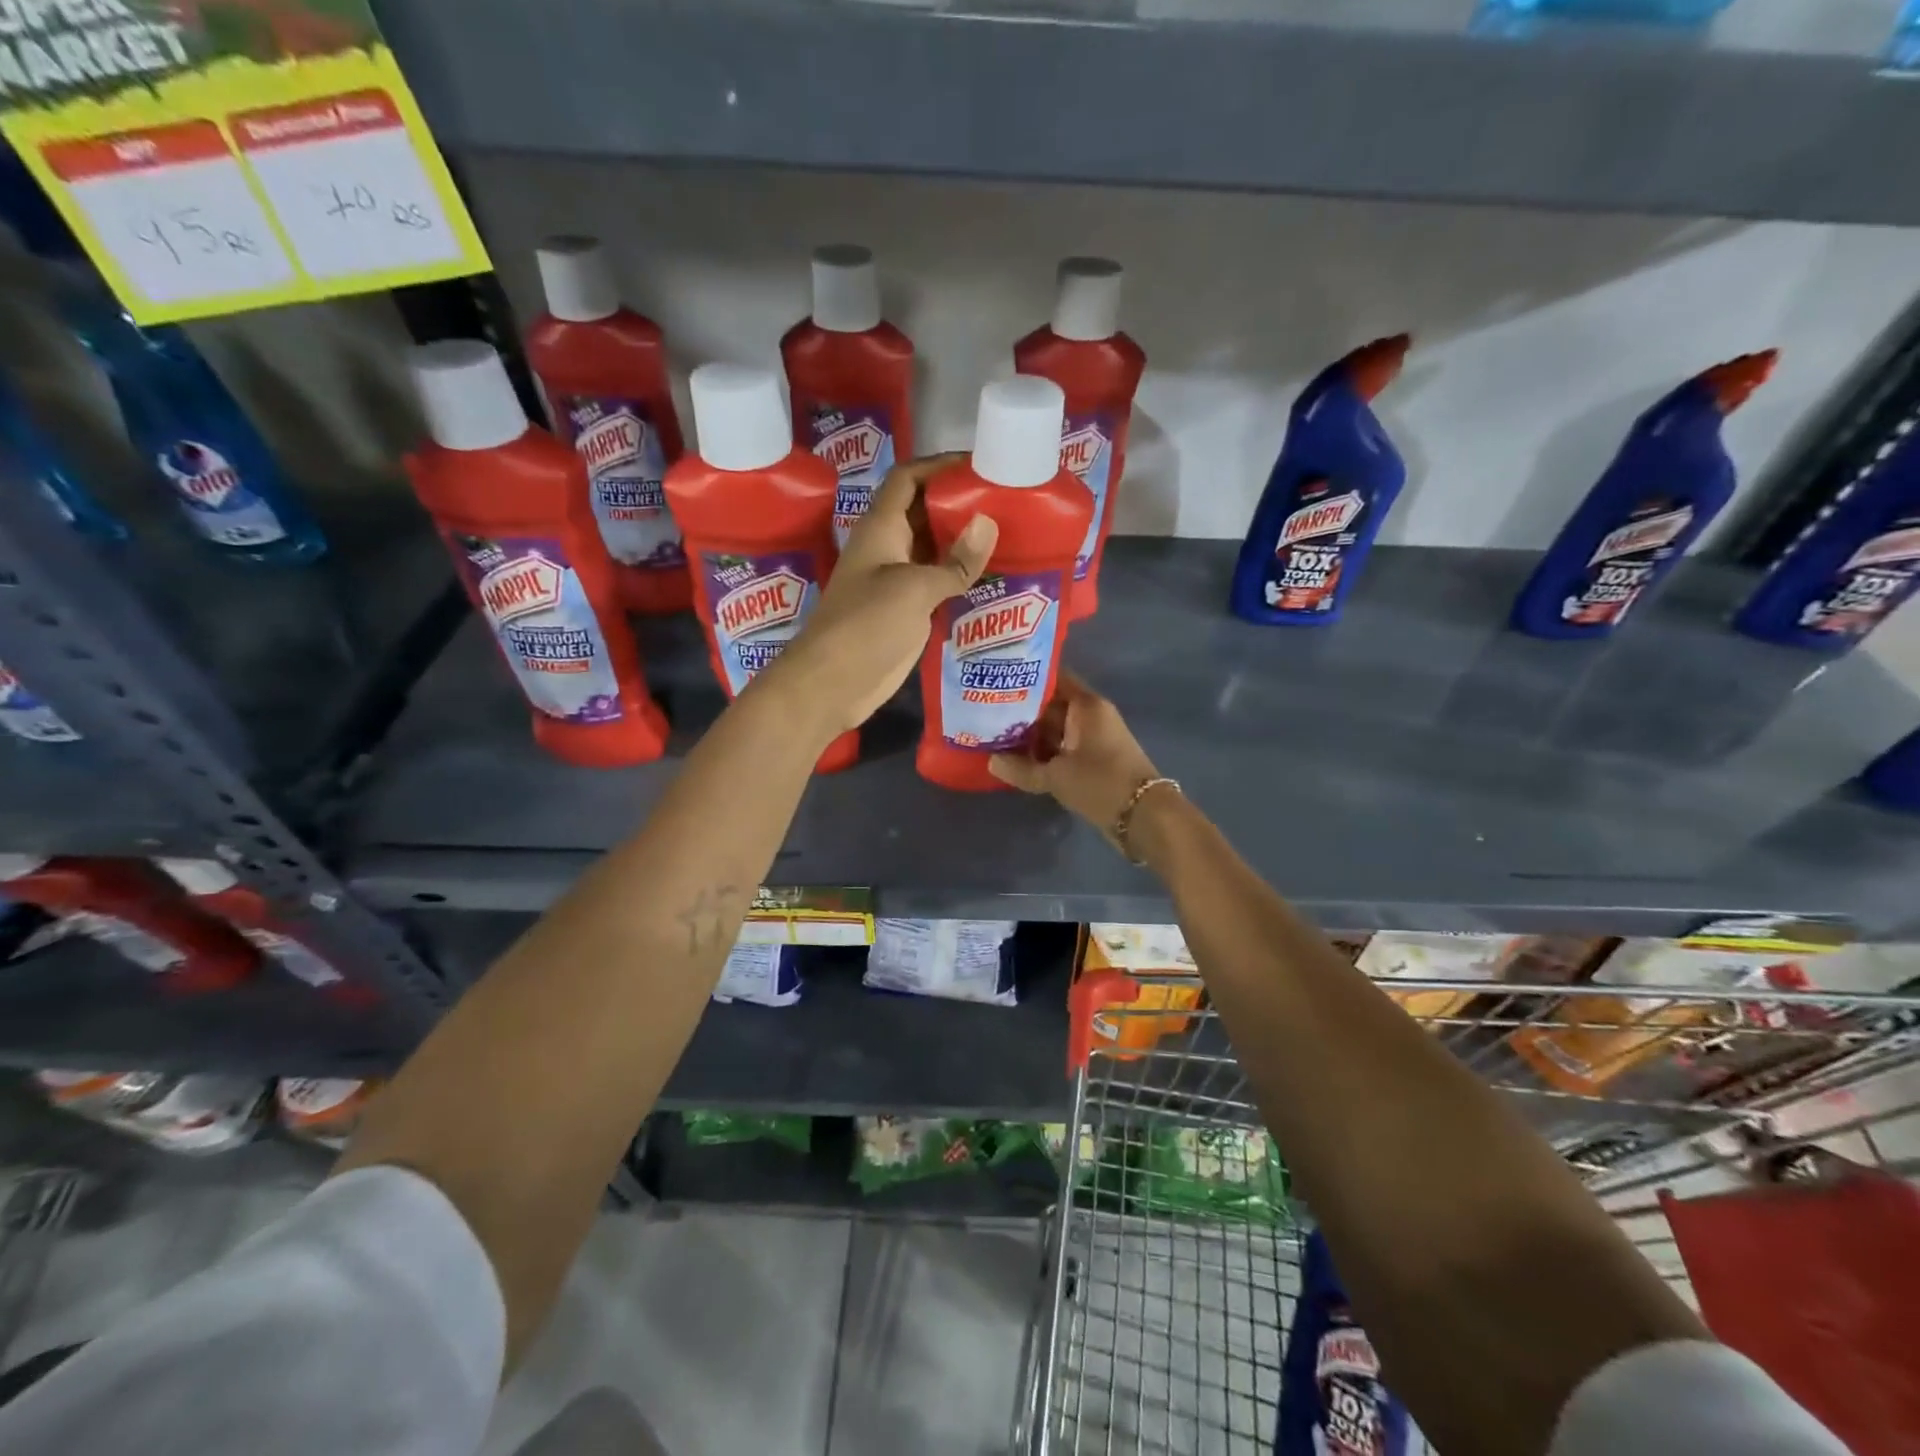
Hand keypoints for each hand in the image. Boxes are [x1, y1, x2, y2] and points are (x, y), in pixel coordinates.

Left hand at [761, 454, 997, 737]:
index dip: (939, 465)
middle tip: (1006, 500)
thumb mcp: (913, 589)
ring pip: (932, 548)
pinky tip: (993, 577)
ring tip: (1009, 533)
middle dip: (959, 502)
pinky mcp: (906, 611)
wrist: (832, 683)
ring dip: (963, 541)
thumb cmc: (866, 625)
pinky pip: (937, 582)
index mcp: (881, 528)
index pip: (908, 479)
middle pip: (923, 511)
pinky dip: (961, 576)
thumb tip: (989, 523)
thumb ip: (953, 561)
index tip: (978, 464)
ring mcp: (896, 581)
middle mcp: (888, 548)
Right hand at [988, 672, 1161, 843]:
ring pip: (1055, 728)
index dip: (1025, 677)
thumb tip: (991, 761)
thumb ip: (1021, 768)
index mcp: (1085, 705)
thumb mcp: (1055, 776)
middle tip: (986, 712)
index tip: (997, 679)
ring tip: (995, 736)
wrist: (1143, 816)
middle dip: (1021, 710)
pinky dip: (1044, 751)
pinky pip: (1063, 747)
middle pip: (1051, 704)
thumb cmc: (1100, 783)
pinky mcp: (1094, 758)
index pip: (1053, 678)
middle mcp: (1091, 715)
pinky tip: (1019, 760)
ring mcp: (1093, 737)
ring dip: (1031, 734)